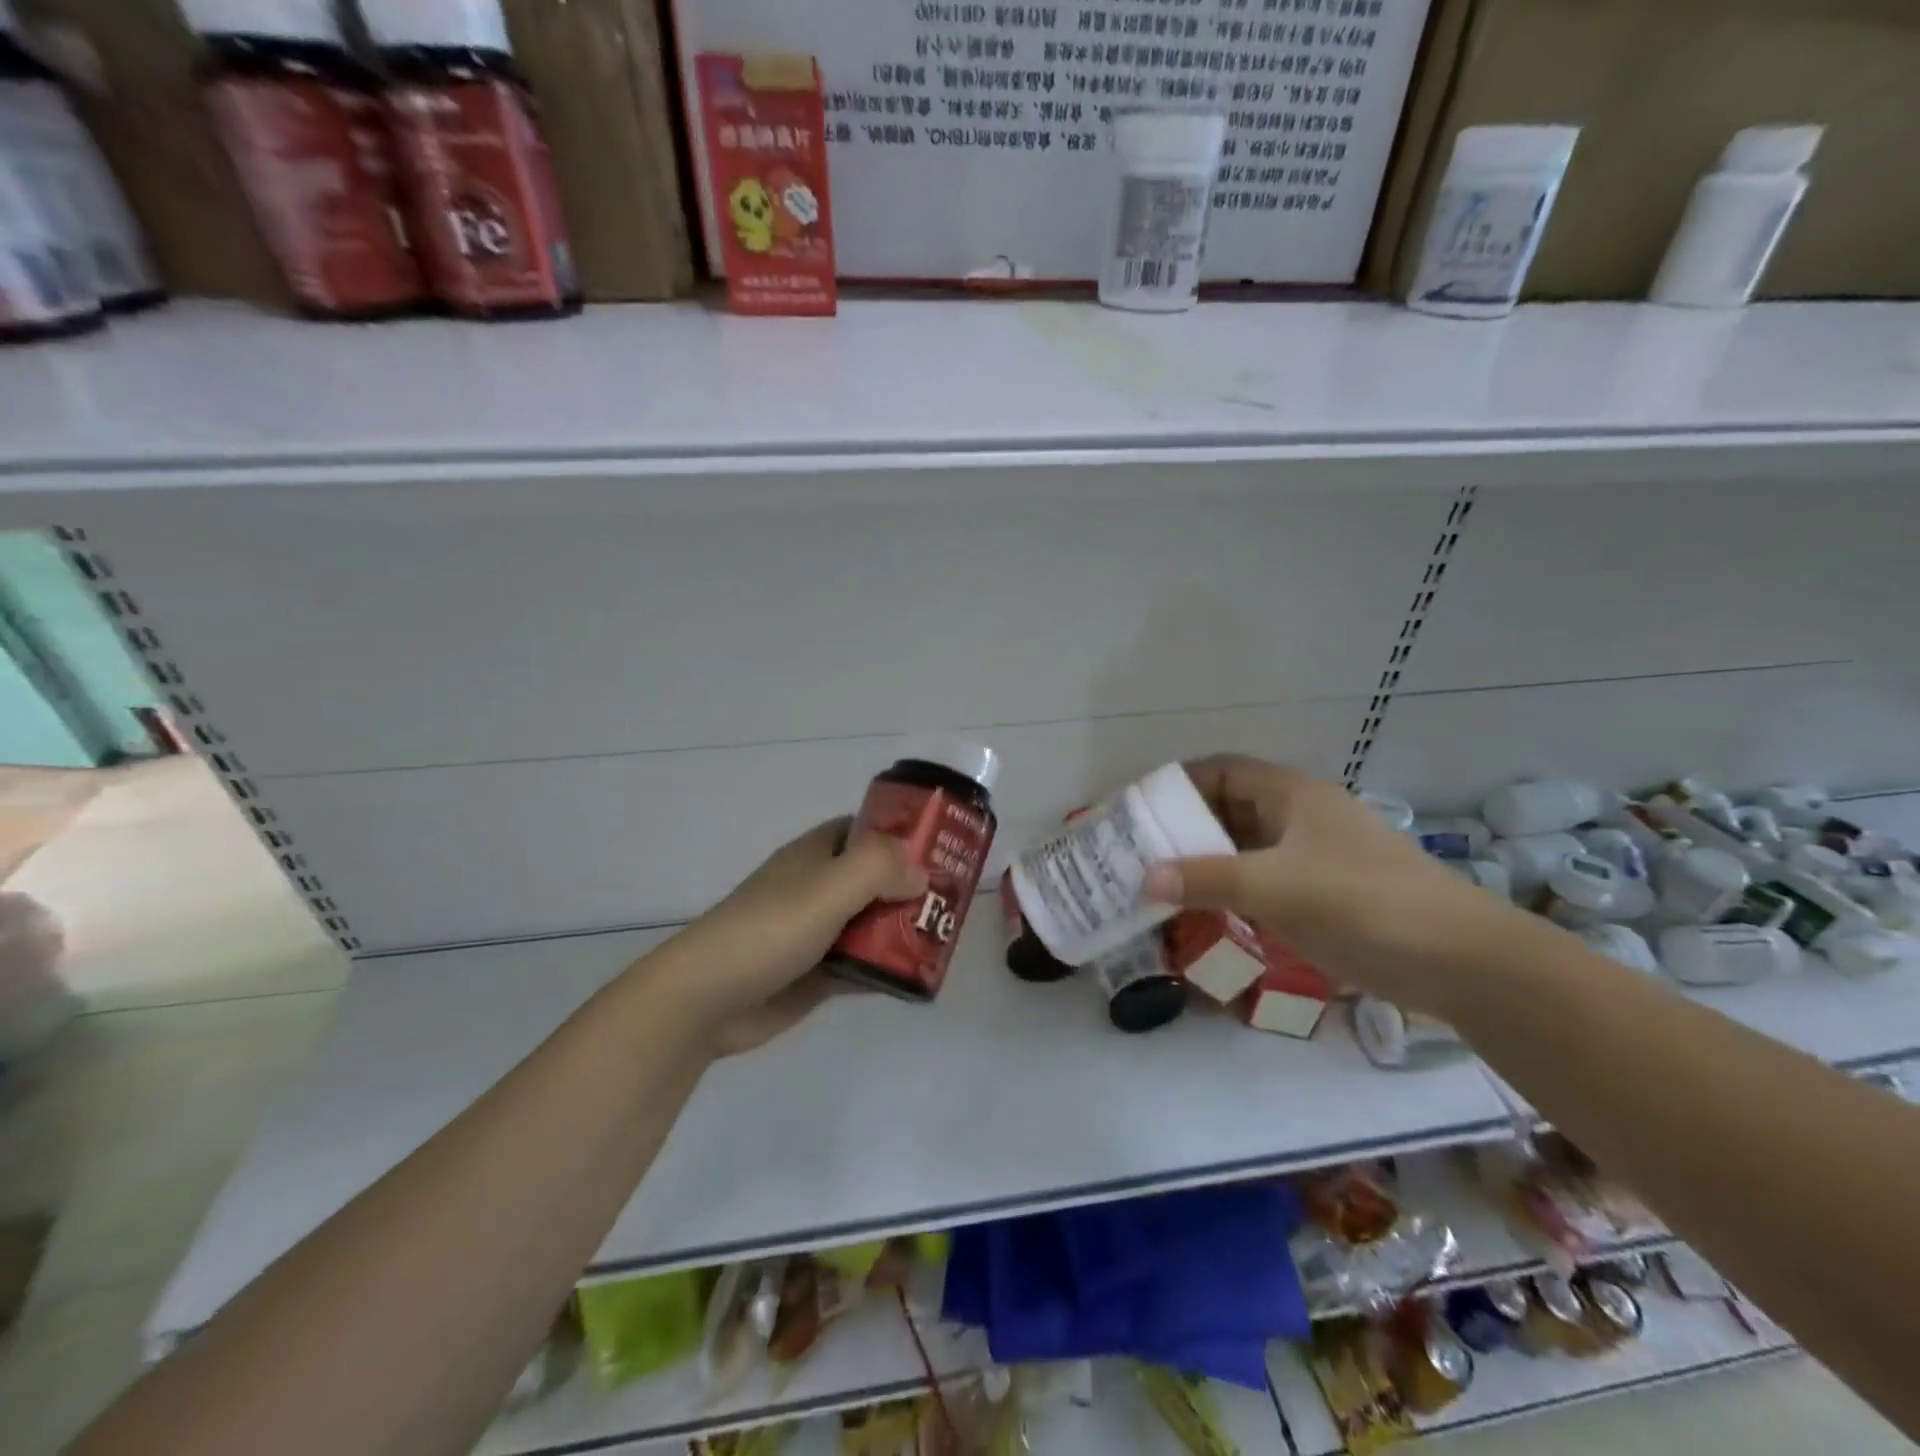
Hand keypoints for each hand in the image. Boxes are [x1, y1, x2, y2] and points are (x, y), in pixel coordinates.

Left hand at [649, 819, 927, 1055]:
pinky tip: (919, 978)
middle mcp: (818, 887)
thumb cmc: (769, 929)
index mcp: (816, 855)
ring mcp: (818, 932)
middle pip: (876, 878)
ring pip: (872, 922)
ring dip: (904, 929)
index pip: (866, 830)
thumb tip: (919, 873)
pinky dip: (887, 968)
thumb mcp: (828, 886)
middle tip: (956, 900)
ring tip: (947, 938)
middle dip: (912, 886)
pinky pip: (863, 964)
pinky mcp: (817, 974)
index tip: (943, 846)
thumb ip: (879, 868)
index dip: (902, 833)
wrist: (707, 999)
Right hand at [1141, 755, 1520, 1012]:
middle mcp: (1296, 818)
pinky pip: (1257, 882)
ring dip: (1202, 862)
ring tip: (1156, 883)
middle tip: (1137, 851)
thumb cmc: (1364, 902)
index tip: (1139, 809)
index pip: (1221, 771)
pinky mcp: (1317, 896)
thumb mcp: (1277, 886)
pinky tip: (1198, 912)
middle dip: (1183, 827)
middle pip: (1227, 809)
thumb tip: (1144, 877)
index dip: (1179, 783)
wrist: (1460, 960)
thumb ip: (1207, 880)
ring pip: (1241, 849)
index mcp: (1291, 795)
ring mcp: (1309, 859)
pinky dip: (1225, 890)